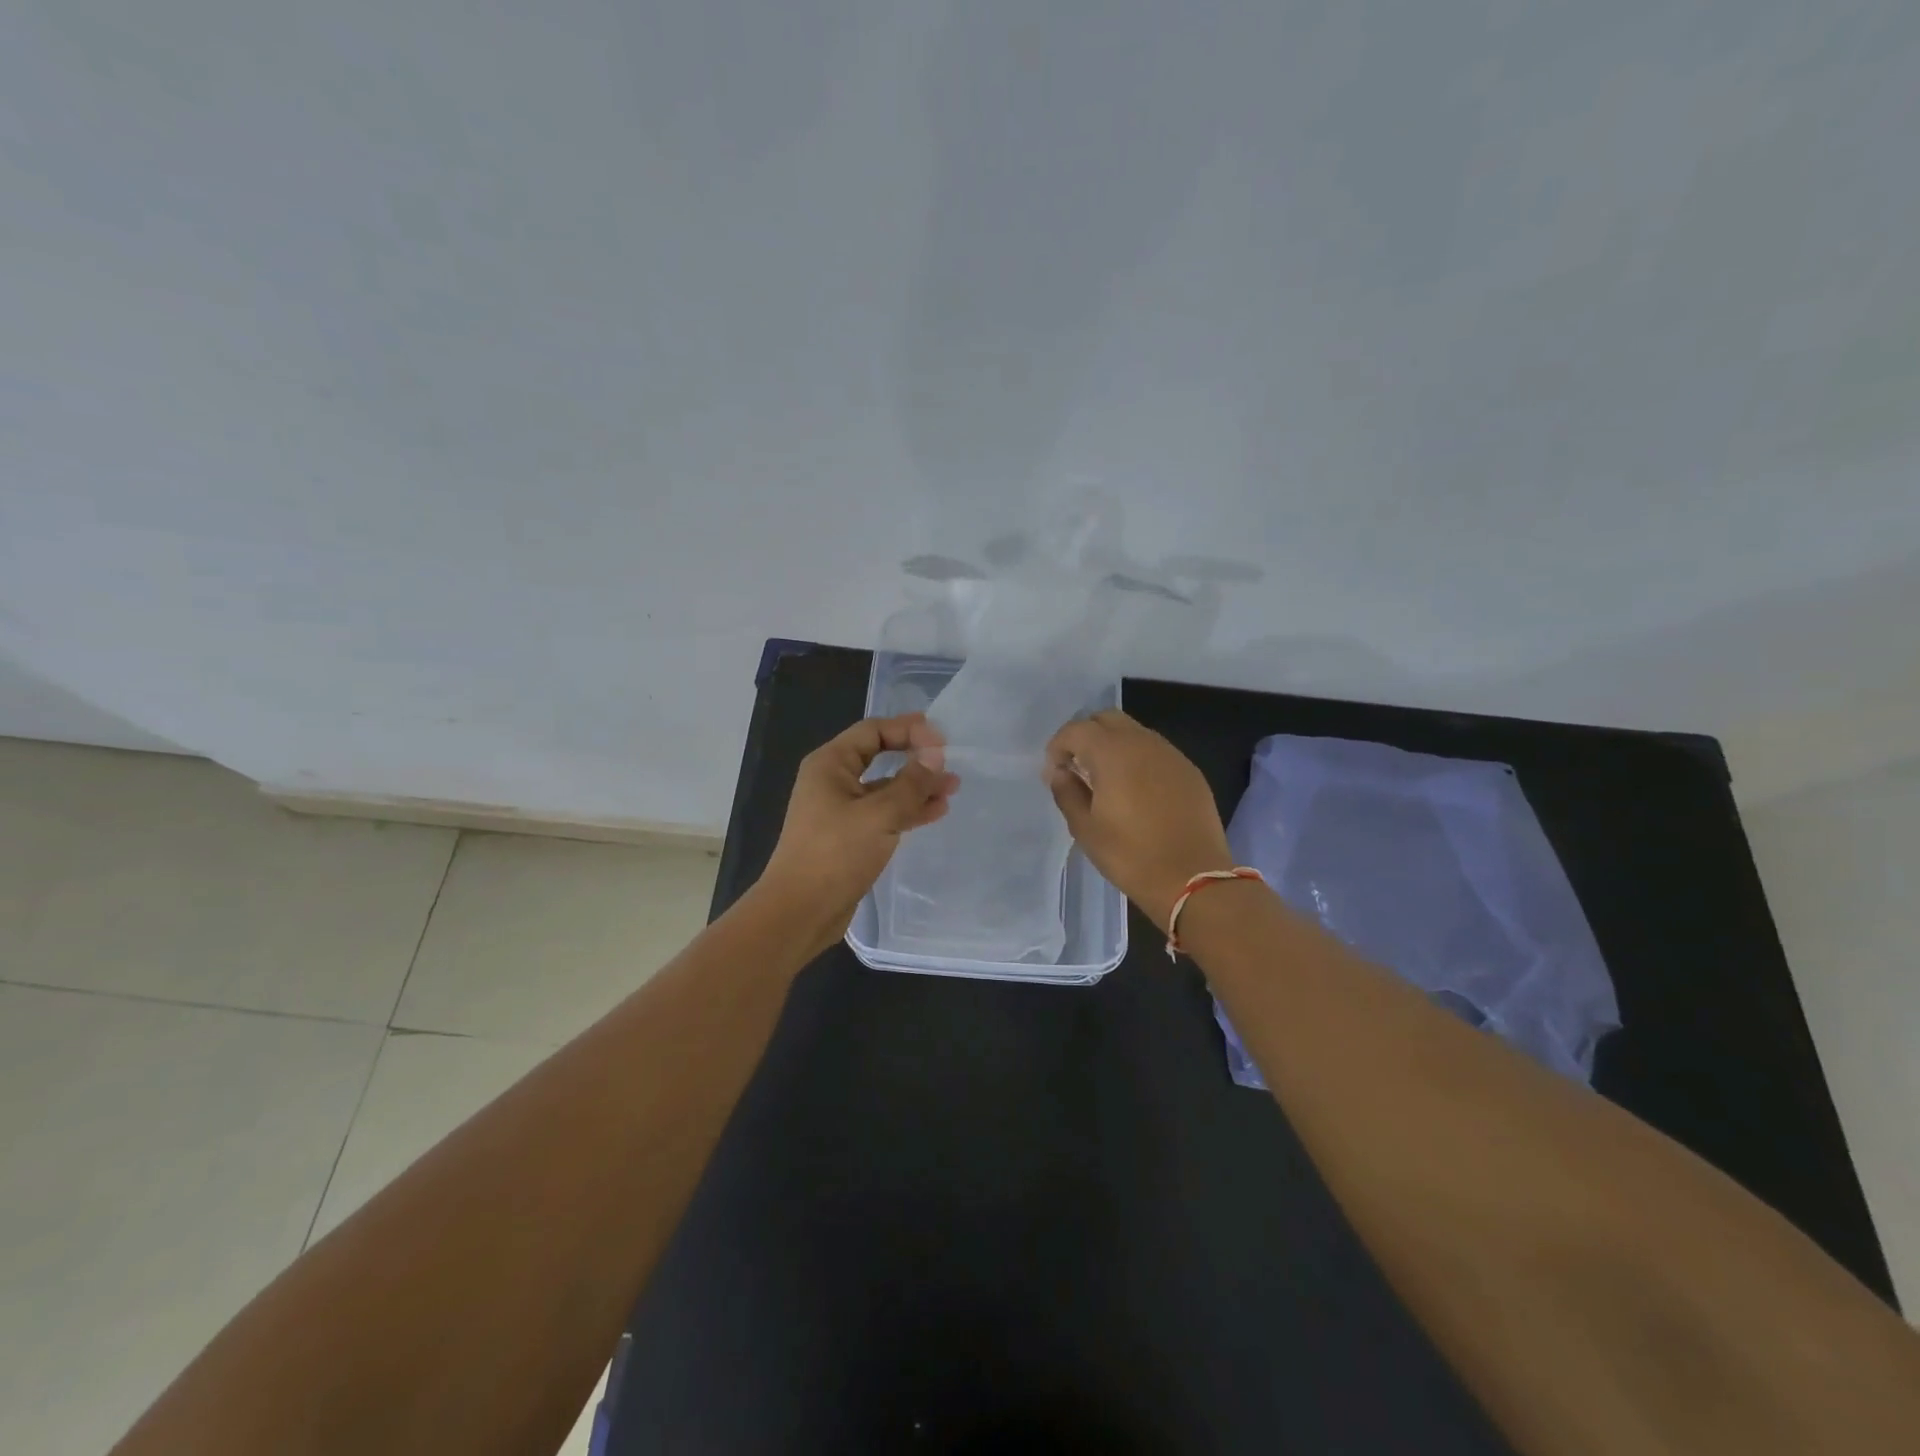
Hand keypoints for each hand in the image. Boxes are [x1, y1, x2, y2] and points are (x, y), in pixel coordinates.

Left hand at [757, 712, 959, 951]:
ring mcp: (842, 810)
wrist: (800, 912)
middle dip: (916, 758)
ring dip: (917, 786)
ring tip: (952, 788)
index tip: (942, 743)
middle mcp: (834, 780)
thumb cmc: (835, 854)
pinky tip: (935, 811)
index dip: (909, 730)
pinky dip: (909, 810)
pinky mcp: (851, 836)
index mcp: (831, 764)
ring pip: (886, 787)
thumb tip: (935, 754)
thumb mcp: (879, 814)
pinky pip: (884, 813)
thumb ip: (911, 783)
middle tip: (951, 763)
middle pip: (880, 756)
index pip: (873, 731)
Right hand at [1045, 709, 1234, 931]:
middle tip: (1077, 767)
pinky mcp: (1189, 771)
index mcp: (1113, 753)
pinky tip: (1136, 790)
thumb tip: (1061, 772)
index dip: (1059, 746)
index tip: (1055, 772)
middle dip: (1086, 735)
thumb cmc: (1130, 855)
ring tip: (1106, 779)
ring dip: (1114, 745)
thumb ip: (1067, 792)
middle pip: (1107, 719)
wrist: (1192, 878)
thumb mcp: (1085, 828)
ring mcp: (1171, 754)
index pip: (1077, 729)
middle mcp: (1143, 742)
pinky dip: (1138, 759)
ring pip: (1134, 732)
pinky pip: (1156, 751)